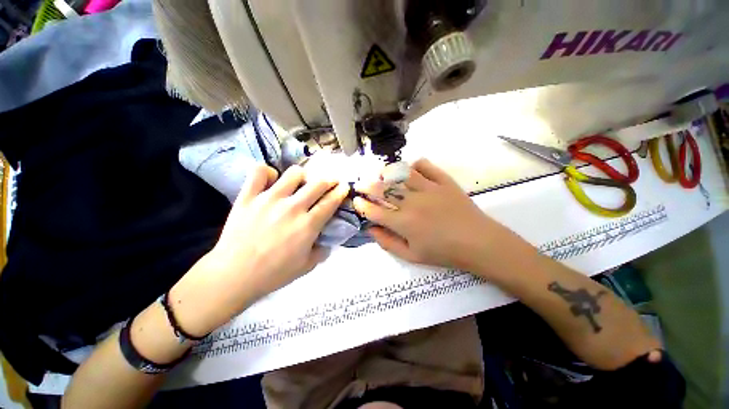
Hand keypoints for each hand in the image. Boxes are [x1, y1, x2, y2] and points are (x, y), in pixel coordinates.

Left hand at [171, 165, 349, 335]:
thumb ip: (322, 251)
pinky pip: (259, 172)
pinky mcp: (248, 197)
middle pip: (317, 184)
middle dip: (328, 180)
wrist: (233, 275)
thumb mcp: (306, 267)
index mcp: (308, 225)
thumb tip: (327, 241)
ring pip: (293, 173)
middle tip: (329, 182)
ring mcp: (269, 199)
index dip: (340, 192)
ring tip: (300, 182)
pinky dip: (268, 172)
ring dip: (302, 176)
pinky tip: (271, 180)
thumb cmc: (273, 274)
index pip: (330, 202)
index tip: (344, 187)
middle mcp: (292, 207)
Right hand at [354, 159, 508, 273]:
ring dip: (386, 172)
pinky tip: (410, 168)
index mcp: (403, 223)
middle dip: (366, 185)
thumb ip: (388, 243)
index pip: (374, 210)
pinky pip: (426, 166)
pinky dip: (415, 165)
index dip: (361, 205)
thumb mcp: (412, 256)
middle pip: (383, 189)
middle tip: (360, 184)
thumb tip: (371, 229)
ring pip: (401, 174)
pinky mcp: (443, 182)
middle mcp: (412, 202)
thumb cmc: (443, 253)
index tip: (356, 201)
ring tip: (379, 173)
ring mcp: (428, 189)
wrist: (478, 243)